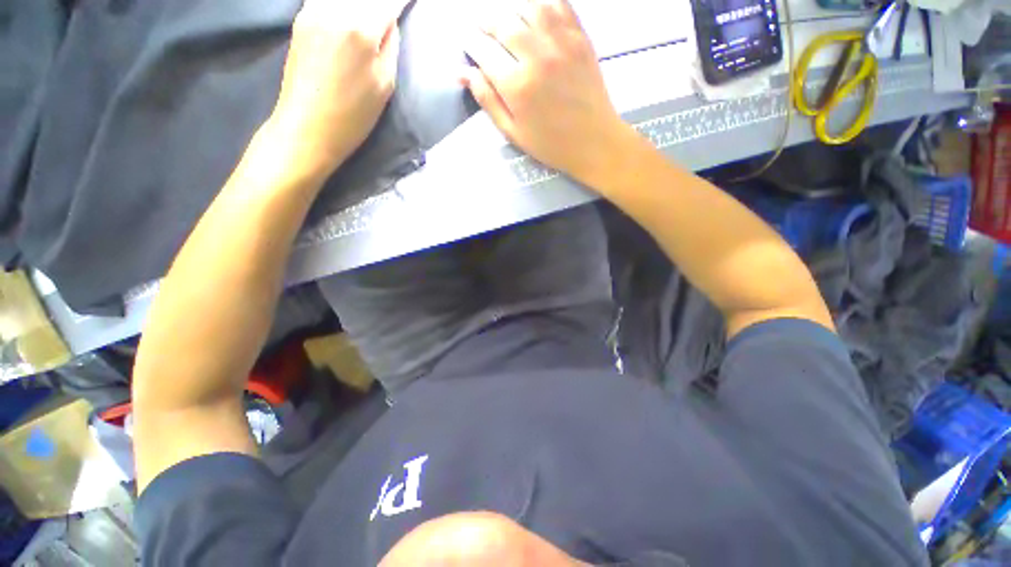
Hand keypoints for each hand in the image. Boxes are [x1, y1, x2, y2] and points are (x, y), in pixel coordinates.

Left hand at [270, 0, 412, 178]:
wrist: (307, 127)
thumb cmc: (353, 114)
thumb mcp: (385, 85)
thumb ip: (390, 46)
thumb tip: (389, 21)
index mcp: (360, 27)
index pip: (388, 0)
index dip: (400, 1)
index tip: (408, 4)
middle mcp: (333, 7)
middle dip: (381, 2)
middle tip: (390, 11)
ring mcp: (312, 9)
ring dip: (362, 2)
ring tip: (373, 13)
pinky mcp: (300, 17)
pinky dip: (343, 2)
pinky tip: (349, 12)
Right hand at [462, 0, 628, 184]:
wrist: (594, 142)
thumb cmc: (550, 144)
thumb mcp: (513, 132)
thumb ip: (488, 101)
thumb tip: (462, 73)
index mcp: (517, 86)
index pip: (484, 50)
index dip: (470, 42)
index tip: (466, 41)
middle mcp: (537, 56)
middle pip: (503, 23)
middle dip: (486, 22)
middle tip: (481, 29)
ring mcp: (561, 43)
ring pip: (529, 6)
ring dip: (511, 8)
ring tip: (505, 19)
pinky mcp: (580, 37)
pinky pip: (559, 4)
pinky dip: (542, 3)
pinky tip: (533, 11)